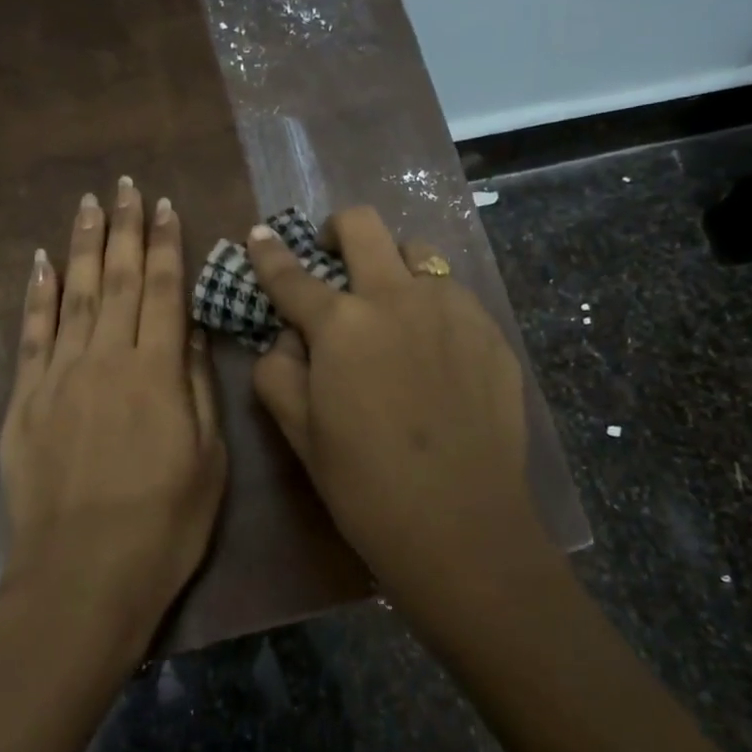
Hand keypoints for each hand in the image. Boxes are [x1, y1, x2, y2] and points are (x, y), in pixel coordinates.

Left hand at [0, 181, 226, 657]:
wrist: (82, 577)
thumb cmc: (164, 525)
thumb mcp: (208, 459)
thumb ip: (199, 388)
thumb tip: (195, 331)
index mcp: (157, 373)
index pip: (164, 291)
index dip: (166, 245)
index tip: (165, 206)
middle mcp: (106, 359)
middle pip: (118, 280)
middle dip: (124, 229)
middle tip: (125, 185)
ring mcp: (59, 376)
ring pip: (74, 295)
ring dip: (83, 246)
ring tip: (88, 204)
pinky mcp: (25, 400)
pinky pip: (32, 334)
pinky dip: (37, 294)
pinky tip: (41, 262)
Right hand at [246, 207, 543, 612]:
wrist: (461, 524)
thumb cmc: (365, 485)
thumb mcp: (299, 433)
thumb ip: (278, 372)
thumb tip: (289, 338)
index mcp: (342, 324)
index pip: (292, 275)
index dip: (269, 253)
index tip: (260, 235)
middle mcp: (398, 298)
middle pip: (364, 226)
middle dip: (338, 230)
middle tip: (332, 256)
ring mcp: (453, 309)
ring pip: (418, 253)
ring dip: (393, 266)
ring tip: (391, 307)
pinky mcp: (491, 332)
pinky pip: (454, 295)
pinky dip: (432, 305)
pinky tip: (435, 350)